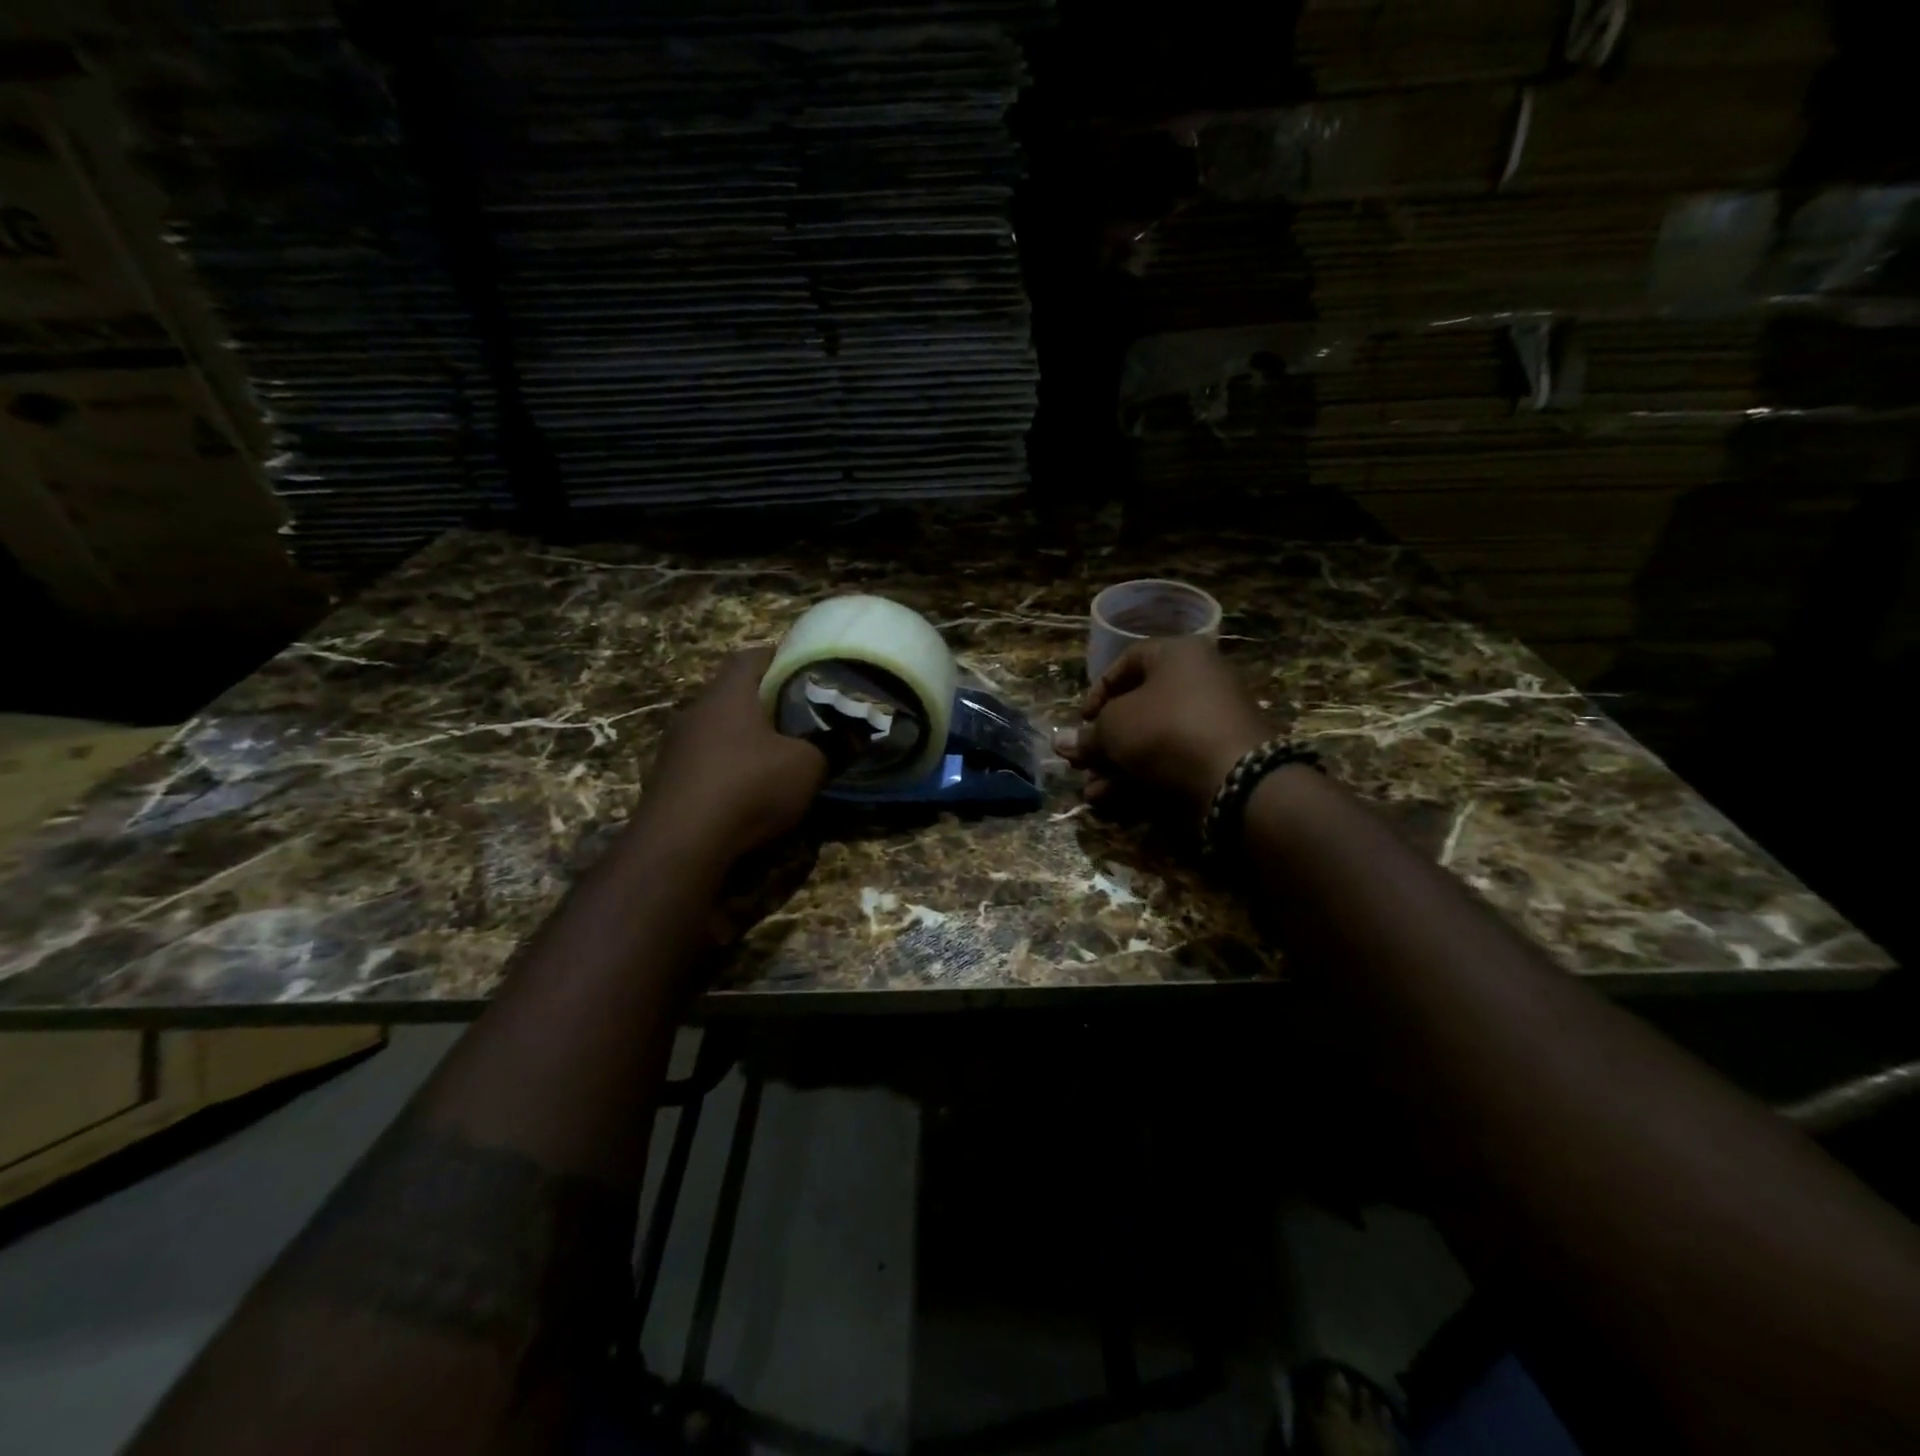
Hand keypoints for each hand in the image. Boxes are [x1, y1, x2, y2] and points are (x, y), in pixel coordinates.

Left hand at [637, 647, 828, 862]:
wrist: (680, 846)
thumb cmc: (748, 787)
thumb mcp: (807, 767)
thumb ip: (833, 747)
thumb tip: (857, 736)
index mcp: (728, 693)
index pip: (753, 656)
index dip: (782, 657)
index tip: (808, 669)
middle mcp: (696, 711)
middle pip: (735, 694)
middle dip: (768, 703)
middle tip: (803, 716)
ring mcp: (676, 747)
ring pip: (719, 730)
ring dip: (747, 739)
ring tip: (780, 755)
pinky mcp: (668, 781)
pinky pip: (706, 762)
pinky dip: (729, 768)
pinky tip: (749, 790)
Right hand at [1056, 638, 1268, 823]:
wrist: (1234, 777)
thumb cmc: (1165, 729)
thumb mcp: (1113, 727)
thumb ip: (1087, 735)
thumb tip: (1062, 743)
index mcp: (1177, 655)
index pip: (1128, 662)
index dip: (1098, 690)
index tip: (1082, 720)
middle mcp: (1197, 682)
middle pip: (1138, 707)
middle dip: (1103, 739)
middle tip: (1079, 761)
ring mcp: (1209, 723)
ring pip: (1150, 741)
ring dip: (1115, 765)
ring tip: (1089, 789)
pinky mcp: (1215, 759)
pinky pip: (1169, 762)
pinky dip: (1138, 779)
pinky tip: (1108, 800)